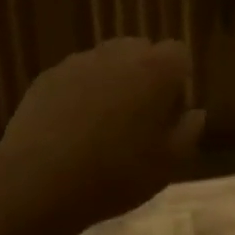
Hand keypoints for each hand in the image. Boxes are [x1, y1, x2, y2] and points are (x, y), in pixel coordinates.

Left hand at [0, 38, 202, 231]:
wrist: (40, 182)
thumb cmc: (116, 173)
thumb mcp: (168, 163)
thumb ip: (189, 131)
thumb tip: (194, 112)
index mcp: (155, 68)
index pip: (178, 54)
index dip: (178, 81)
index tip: (170, 113)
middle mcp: (119, 53)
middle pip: (141, 51)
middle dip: (145, 76)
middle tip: (139, 118)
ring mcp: (80, 61)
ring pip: (106, 62)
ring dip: (111, 83)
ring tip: (102, 126)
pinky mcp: (49, 76)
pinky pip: (75, 77)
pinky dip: (79, 93)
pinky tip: (71, 129)